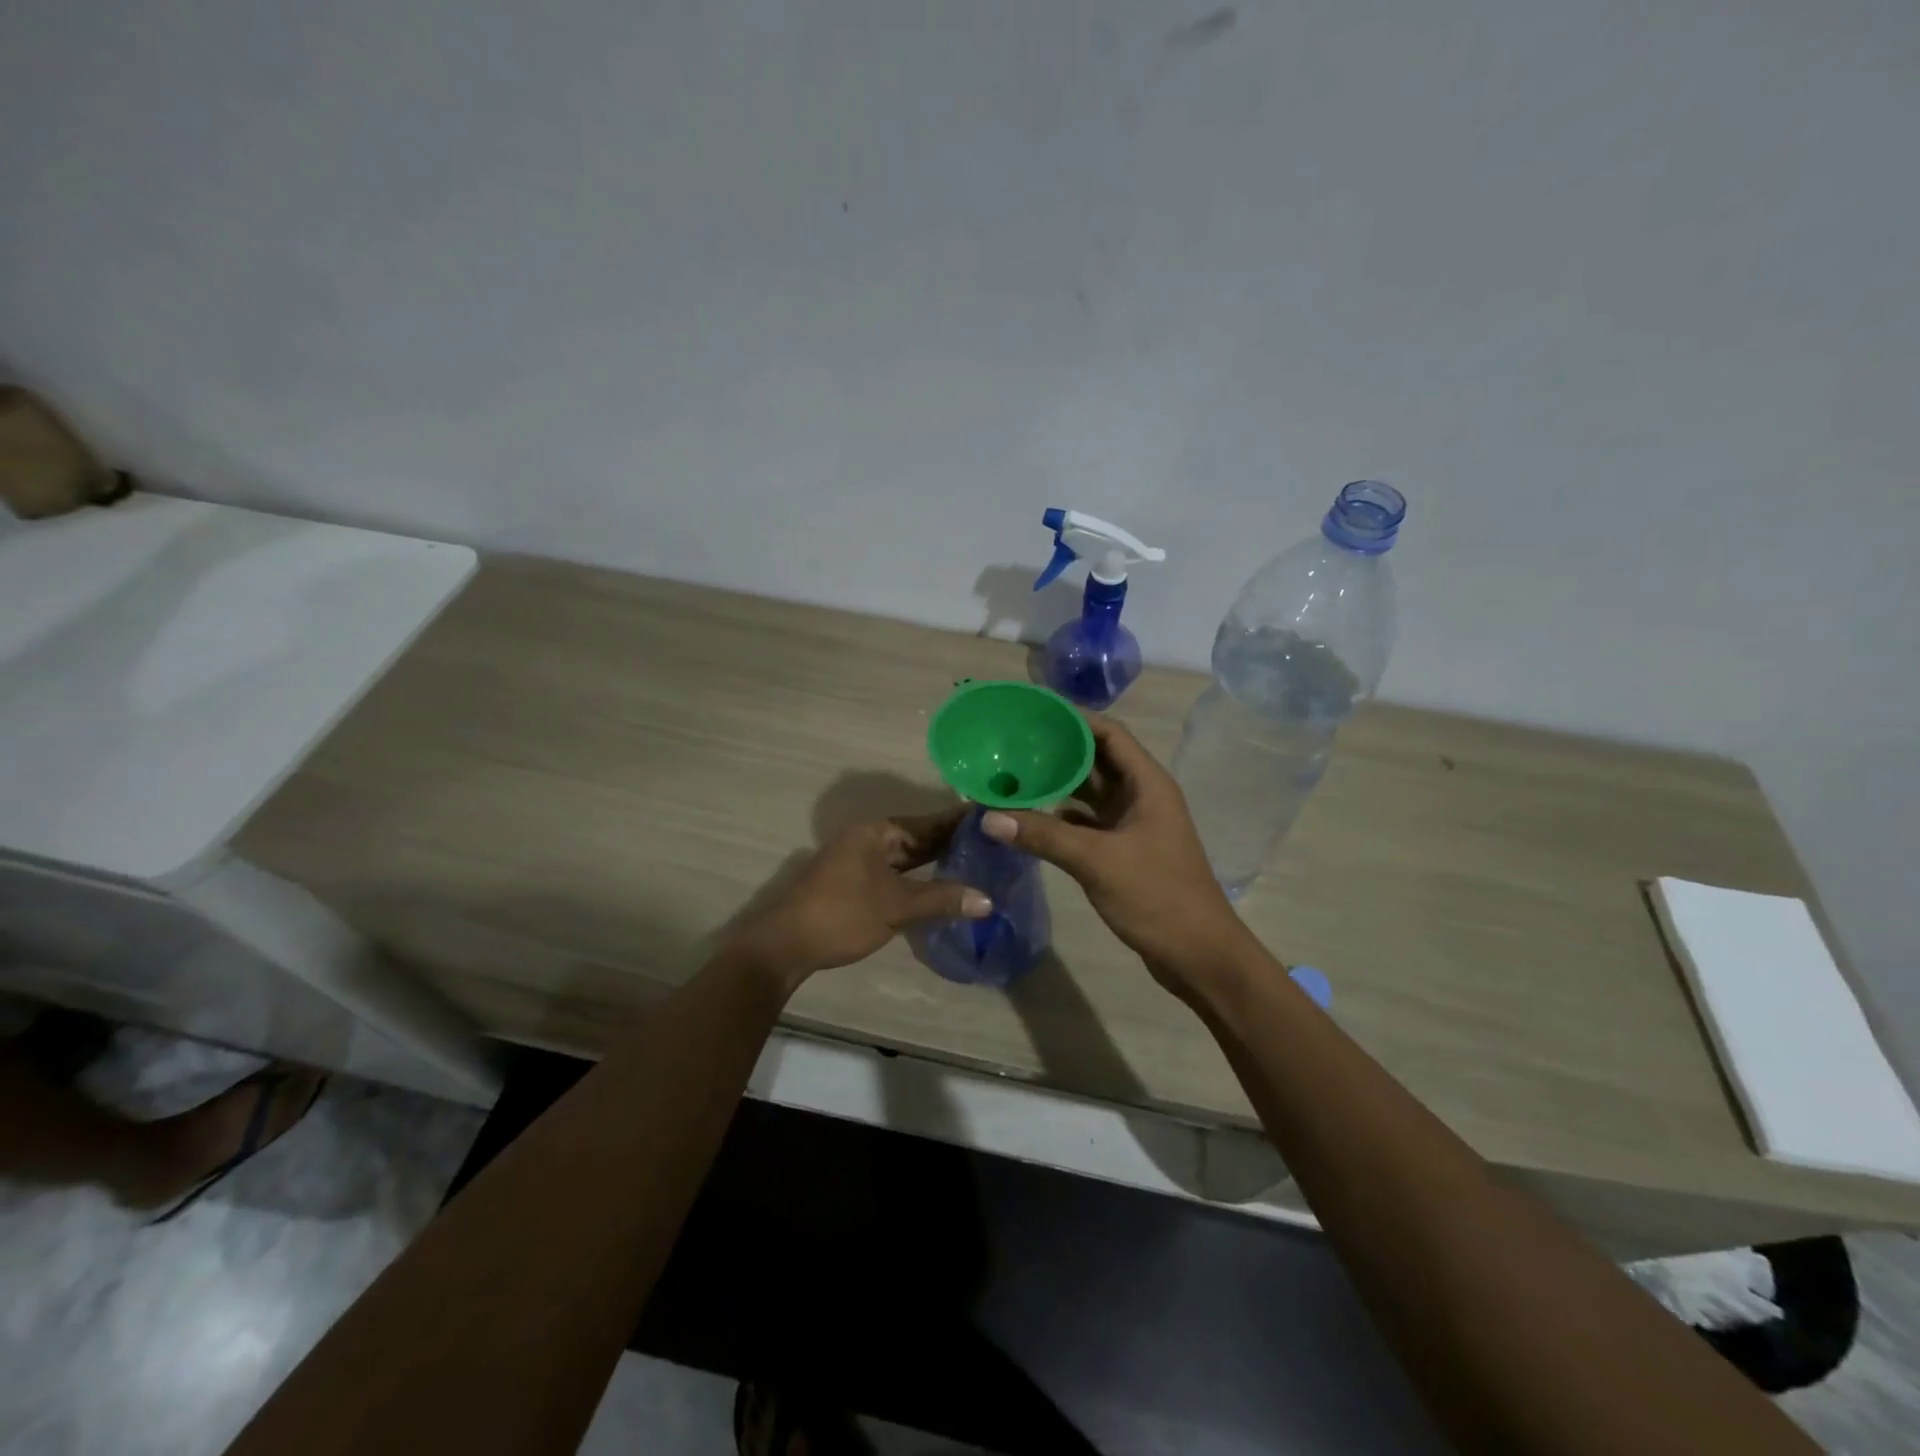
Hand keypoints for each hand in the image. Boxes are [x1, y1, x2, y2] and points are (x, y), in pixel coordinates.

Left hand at [727, 809, 989, 989]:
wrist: (784, 945)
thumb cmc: (841, 915)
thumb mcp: (896, 906)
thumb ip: (942, 899)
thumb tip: (988, 900)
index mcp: (876, 832)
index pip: (928, 822)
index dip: (960, 822)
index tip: (993, 819)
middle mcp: (868, 839)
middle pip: (918, 837)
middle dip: (952, 842)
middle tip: (993, 844)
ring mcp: (859, 861)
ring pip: (906, 857)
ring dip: (935, 861)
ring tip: (976, 863)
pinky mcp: (855, 884)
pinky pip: (896, 873)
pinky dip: (918, 878)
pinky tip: (941, 887)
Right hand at [980, 715, 1250, 994]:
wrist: (1198, 955)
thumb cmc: (1157, 896)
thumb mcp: (1096, 861)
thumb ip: (1043, 836)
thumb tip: (988, 818)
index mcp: (1147, 783)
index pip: (1109, 733)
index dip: (1073, 718)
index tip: (1033, 713)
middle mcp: (1142, 795)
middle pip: (1096, 759)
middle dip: (1058, 750)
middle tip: (1012, 744)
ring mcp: (1133, 824)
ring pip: (1090, 793)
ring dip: (1057, 785)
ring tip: (1013, 775)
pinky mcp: (1124, 850)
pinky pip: (1087, 823)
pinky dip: (1060, 818)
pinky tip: (1028, 819)